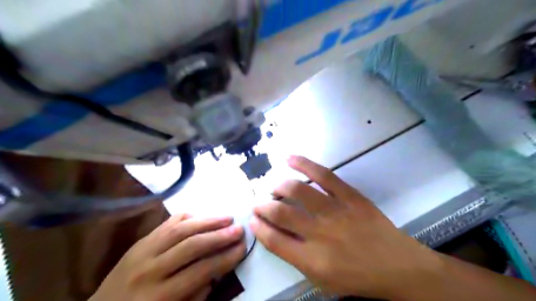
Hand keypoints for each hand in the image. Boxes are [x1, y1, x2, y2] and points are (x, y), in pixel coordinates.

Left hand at [89, 215, 243, 300]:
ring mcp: (142, 252)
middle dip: (219, 236)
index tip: (242, 248)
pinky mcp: (139, 242)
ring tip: (226, 217)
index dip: (225, 258)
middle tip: (239, 229)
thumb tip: (216, 273)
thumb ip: (196, 296)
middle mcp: (150, 269)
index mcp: (159, 295)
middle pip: (191, 245)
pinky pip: (165, 224)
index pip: (201, 270)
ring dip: (207, 221)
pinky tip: (200, 214)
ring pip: (180, 229)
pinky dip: (185, 217)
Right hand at [251, 157, 438, 299]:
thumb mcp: (322, 279)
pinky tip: (290, 158)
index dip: (259, 227)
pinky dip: (304, 164)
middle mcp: (321, 234)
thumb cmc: (357, 277)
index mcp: (313, 260)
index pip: (274, 240)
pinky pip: (324, 175)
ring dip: (279, 186)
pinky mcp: (351, 196)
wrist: (398, 266)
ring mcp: (337, 211)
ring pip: (298, 191)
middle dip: (263, 206)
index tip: (253, 219)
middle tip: (258, 204)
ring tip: (274, 187)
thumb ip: (296, 257)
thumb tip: (275, 233)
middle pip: (281, 214)